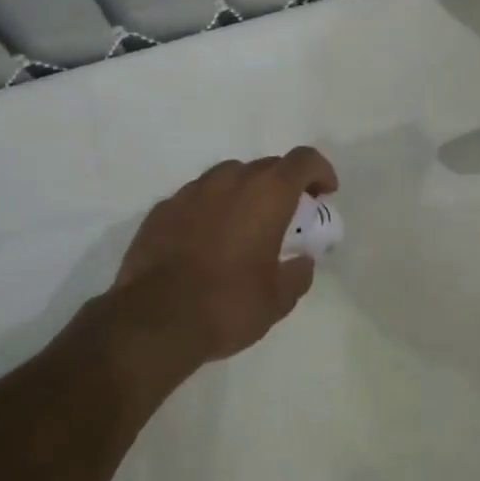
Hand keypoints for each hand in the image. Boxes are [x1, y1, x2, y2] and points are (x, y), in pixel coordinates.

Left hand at [106, 147, 338, 377]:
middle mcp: (230, 181)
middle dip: (283, 184)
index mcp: (267, 194)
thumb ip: (298, 274)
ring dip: (244, 192)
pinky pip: (196, 198)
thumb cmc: (228, 305)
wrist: (154, 320)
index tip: (325, 193)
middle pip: (266, 166)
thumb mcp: (278, 300)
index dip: (319, 170)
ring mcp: (191, 192)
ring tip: (245, 225)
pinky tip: (206, 239)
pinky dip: (210, 209)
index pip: (303, 160)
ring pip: (227, 176)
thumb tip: (302, 262)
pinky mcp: (162, 209)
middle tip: (288, 215)